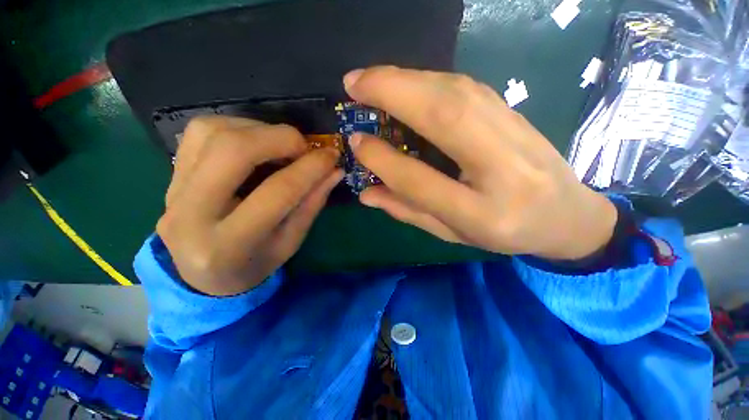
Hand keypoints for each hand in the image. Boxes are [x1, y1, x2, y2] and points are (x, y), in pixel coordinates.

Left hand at [157, 116, 341, 295]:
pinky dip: (237, 126)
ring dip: (259, 129)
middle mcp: (191, 213)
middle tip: (304, 146)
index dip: (311, 168)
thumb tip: (335, 171)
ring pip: (213, 132)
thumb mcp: (290, 242)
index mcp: (229, 244)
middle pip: (234, 151)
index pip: (278, 191)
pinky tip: (256, 142)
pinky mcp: (170, 173)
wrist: (202, 275)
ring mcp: (173, 189)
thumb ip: (312, 203)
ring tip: (282, 145)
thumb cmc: (254, 264)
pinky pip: (201, 131)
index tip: (332, 156)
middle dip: (281, 138)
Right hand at [344, 66, 616, 259]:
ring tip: (371, 80)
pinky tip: (407, 81)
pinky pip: (465, 88)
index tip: (356, 141)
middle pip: (445, 116)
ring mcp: (514, 133)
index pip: (421, 181)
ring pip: (455, 92)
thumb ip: (408, 211)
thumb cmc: (503, 233)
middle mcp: (501, 168)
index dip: (383, 159)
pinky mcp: (514, 113)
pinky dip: (428, 79)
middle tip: (352, 83)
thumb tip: (366, 194)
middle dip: (392, 91)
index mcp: (482, 214)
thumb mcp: (451, 233)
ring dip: (407, 79)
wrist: (568, 216)